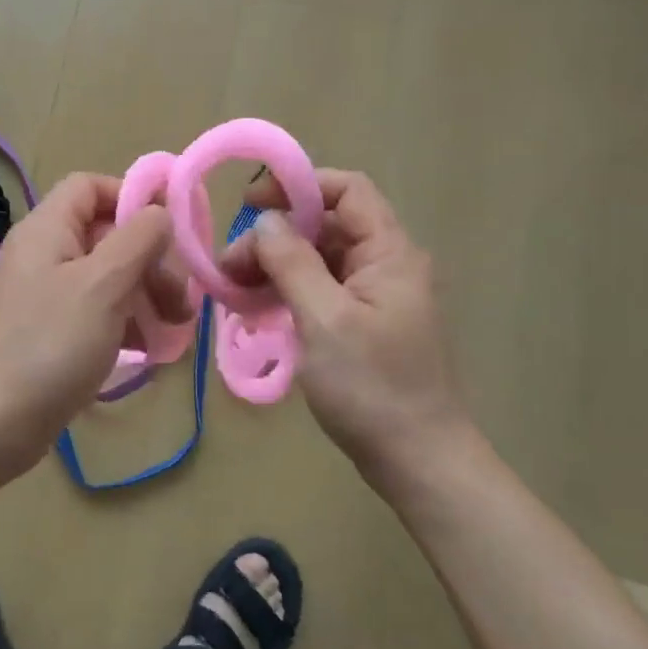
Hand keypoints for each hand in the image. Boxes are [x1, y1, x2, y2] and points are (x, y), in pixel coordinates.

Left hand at [0, 172, 190, 477]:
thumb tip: (159, 212)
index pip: (91, 186)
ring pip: (106, 277)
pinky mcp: (48, 333)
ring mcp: (44, 295)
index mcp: (48, 228)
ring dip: (145, 296)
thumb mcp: (104, 284)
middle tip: (181, 299)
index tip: (171, 230)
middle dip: (150, 260)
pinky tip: (150, 351)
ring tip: (174, 330)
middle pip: (106, 234)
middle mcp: (44, 254)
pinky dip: (125, 324)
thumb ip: (138, 238)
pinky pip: (94, 313)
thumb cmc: (49, 344)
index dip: (132, 197)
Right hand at [221, 168, 475, 500]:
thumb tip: (266, 220)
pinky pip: (320, 289)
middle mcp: (386, 264)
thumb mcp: (324, 319)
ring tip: (234, 289)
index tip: (249, 204)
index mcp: (390, 252)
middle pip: (325, 226)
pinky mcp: (363, 323)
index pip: (346, 190)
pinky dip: (287, 291)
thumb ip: (292, 262)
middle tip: (230, 266)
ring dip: (275, 266)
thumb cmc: (372, 387)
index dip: (297, 186)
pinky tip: (256, 309)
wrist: (418, 462)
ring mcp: (375, 296)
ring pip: (318, 259)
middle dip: (274, 236)